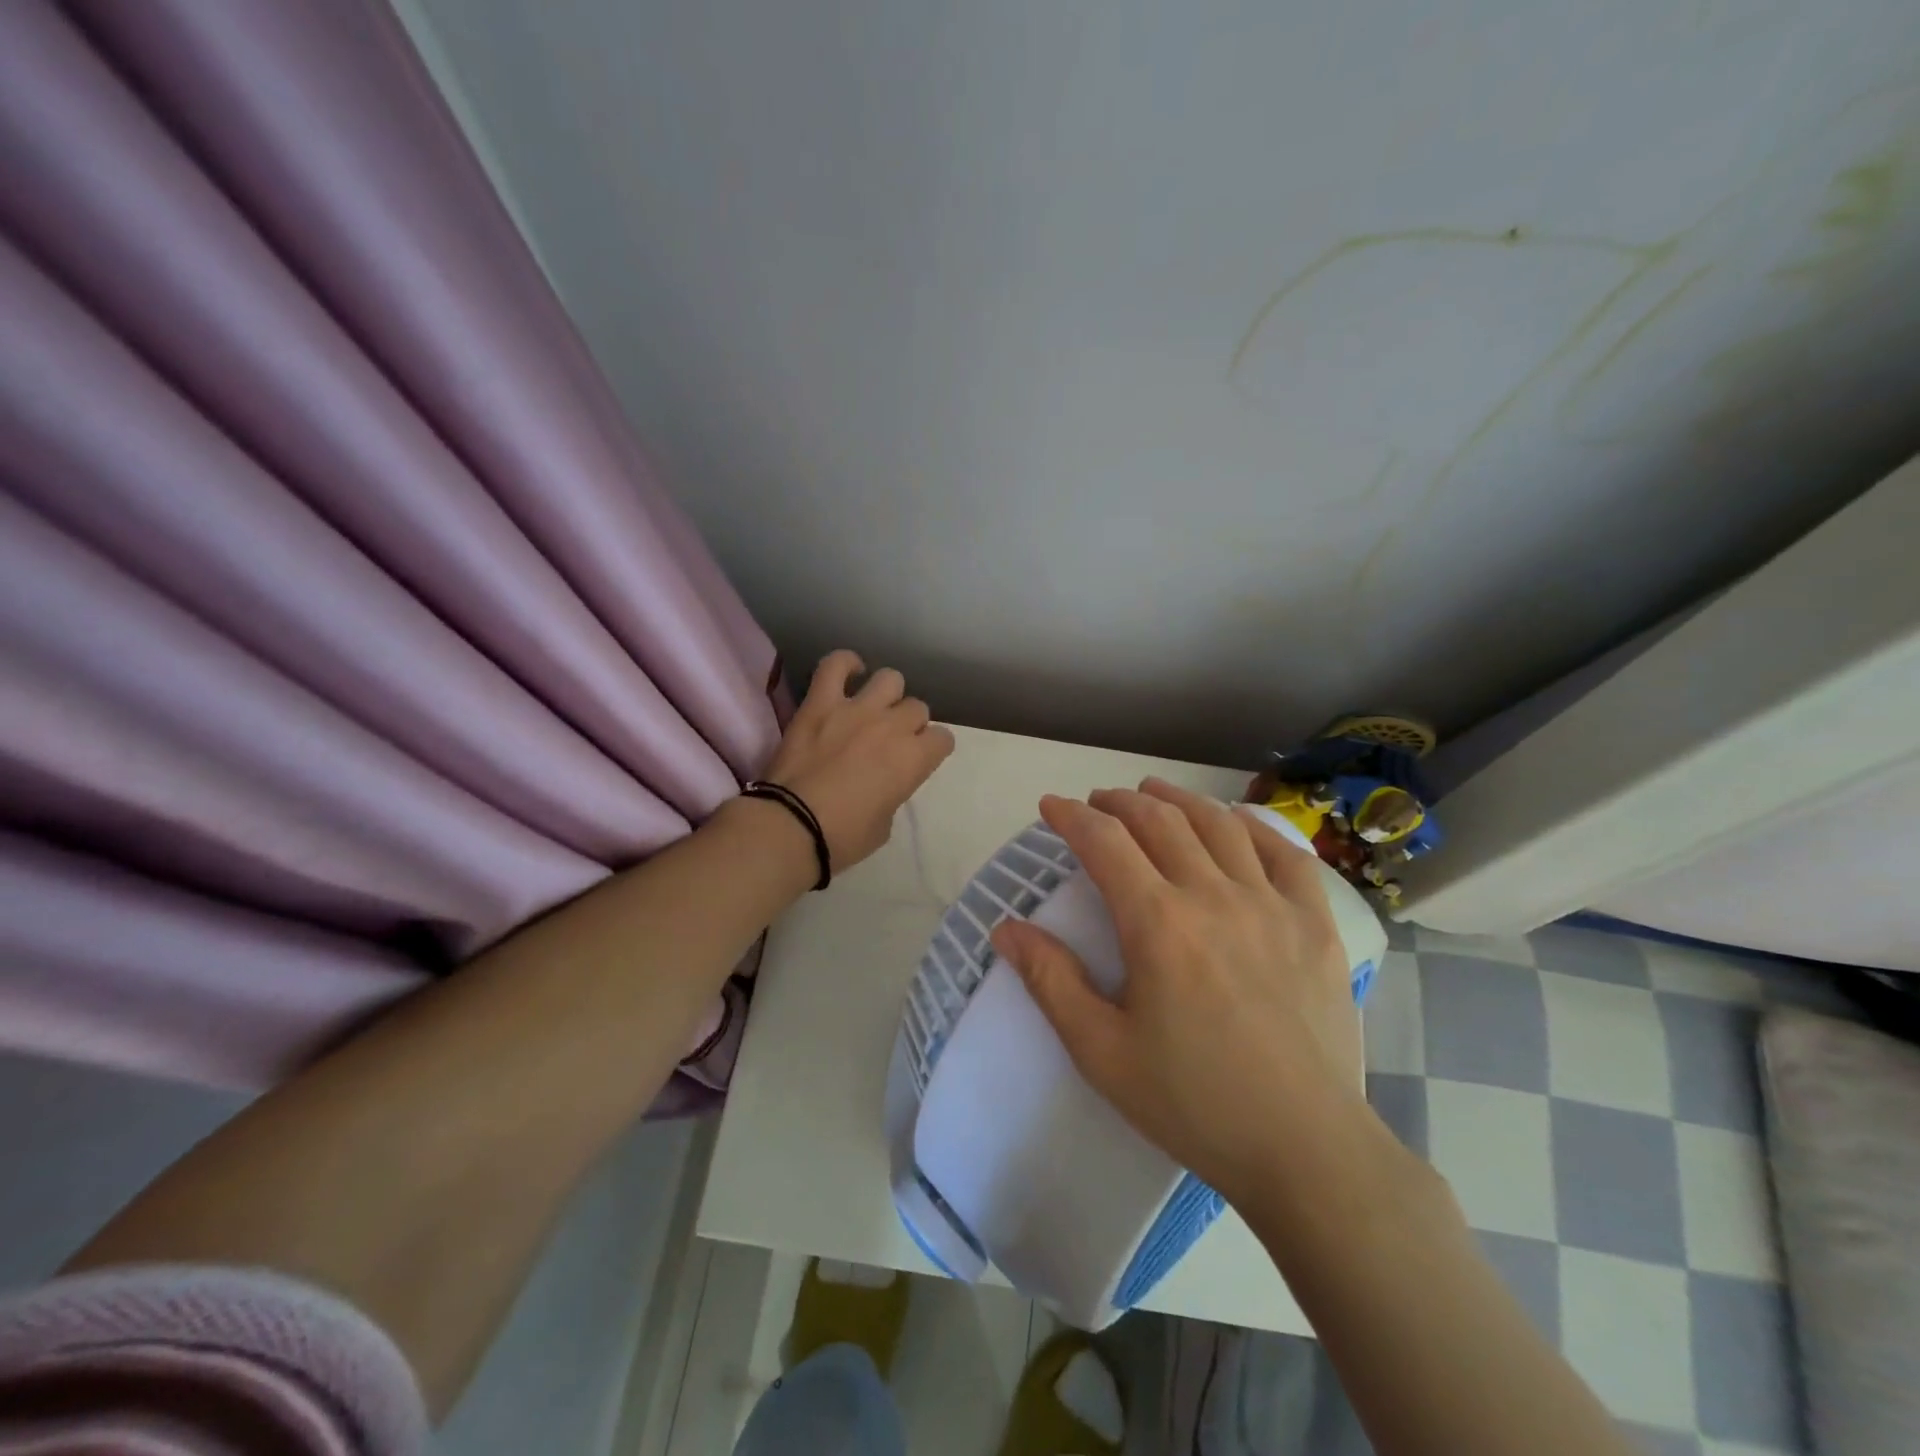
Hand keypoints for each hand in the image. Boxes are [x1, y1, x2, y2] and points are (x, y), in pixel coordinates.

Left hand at [760, 650, 955, 871]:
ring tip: (873, 707)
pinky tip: (849, 672)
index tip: (920, 758)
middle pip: (917, 708)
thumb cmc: (842, 838)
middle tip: (891, 741)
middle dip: (909, 724)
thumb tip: (884, 781)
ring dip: (887, 694)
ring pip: (890, 678)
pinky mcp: (820, 703)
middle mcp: (892, 727)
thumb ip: (893, 793)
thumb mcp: (884, 825)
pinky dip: (845, 664)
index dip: (933, 749)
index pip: (943, 739)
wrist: (790, 826)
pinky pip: (835, 665)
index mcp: (913, 760)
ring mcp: (856, 709)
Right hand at [989, 779, 1365, 1206]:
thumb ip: (1051, 980)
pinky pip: (1284, 853)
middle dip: (1119, 802)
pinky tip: (1233, 822)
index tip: (1051, 807)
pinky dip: (1252, 826)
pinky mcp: (1315, 923)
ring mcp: (1271, 904)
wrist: (1303, 1148)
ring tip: (1153, 793)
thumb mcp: (1101, 1051)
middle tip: (1096, 804)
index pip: (1105, 843)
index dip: (1071, 816)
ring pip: (1218, 825)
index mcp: (1158, 924)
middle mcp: (1213, 896)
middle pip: (1158, 821)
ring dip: (1178, 800)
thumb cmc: (1192, 1102)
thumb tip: (1005, 929)